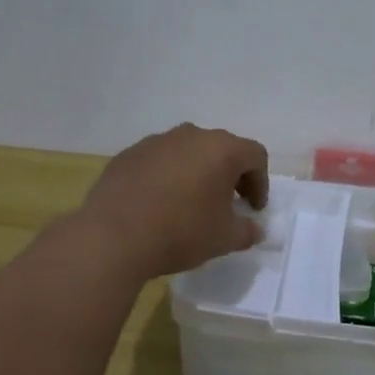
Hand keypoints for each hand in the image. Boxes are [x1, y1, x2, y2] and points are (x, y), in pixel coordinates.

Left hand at [77, 124, 269, 279]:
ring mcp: (156, 141)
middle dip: (230, 175)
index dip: (261, 183)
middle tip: (227, 204)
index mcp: (221, 149)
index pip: (255, 156)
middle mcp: (191, 135)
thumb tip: (254, 229)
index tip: (253, 209)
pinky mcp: (128, 154)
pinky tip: (158, 204)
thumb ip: (247, 231)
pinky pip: (159, 161)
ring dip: (197, 173)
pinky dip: (167, 177)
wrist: (113, 237)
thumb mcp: (224, 239)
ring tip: (190, 203)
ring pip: (188, 152)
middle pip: (221, 149)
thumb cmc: (181, 232)